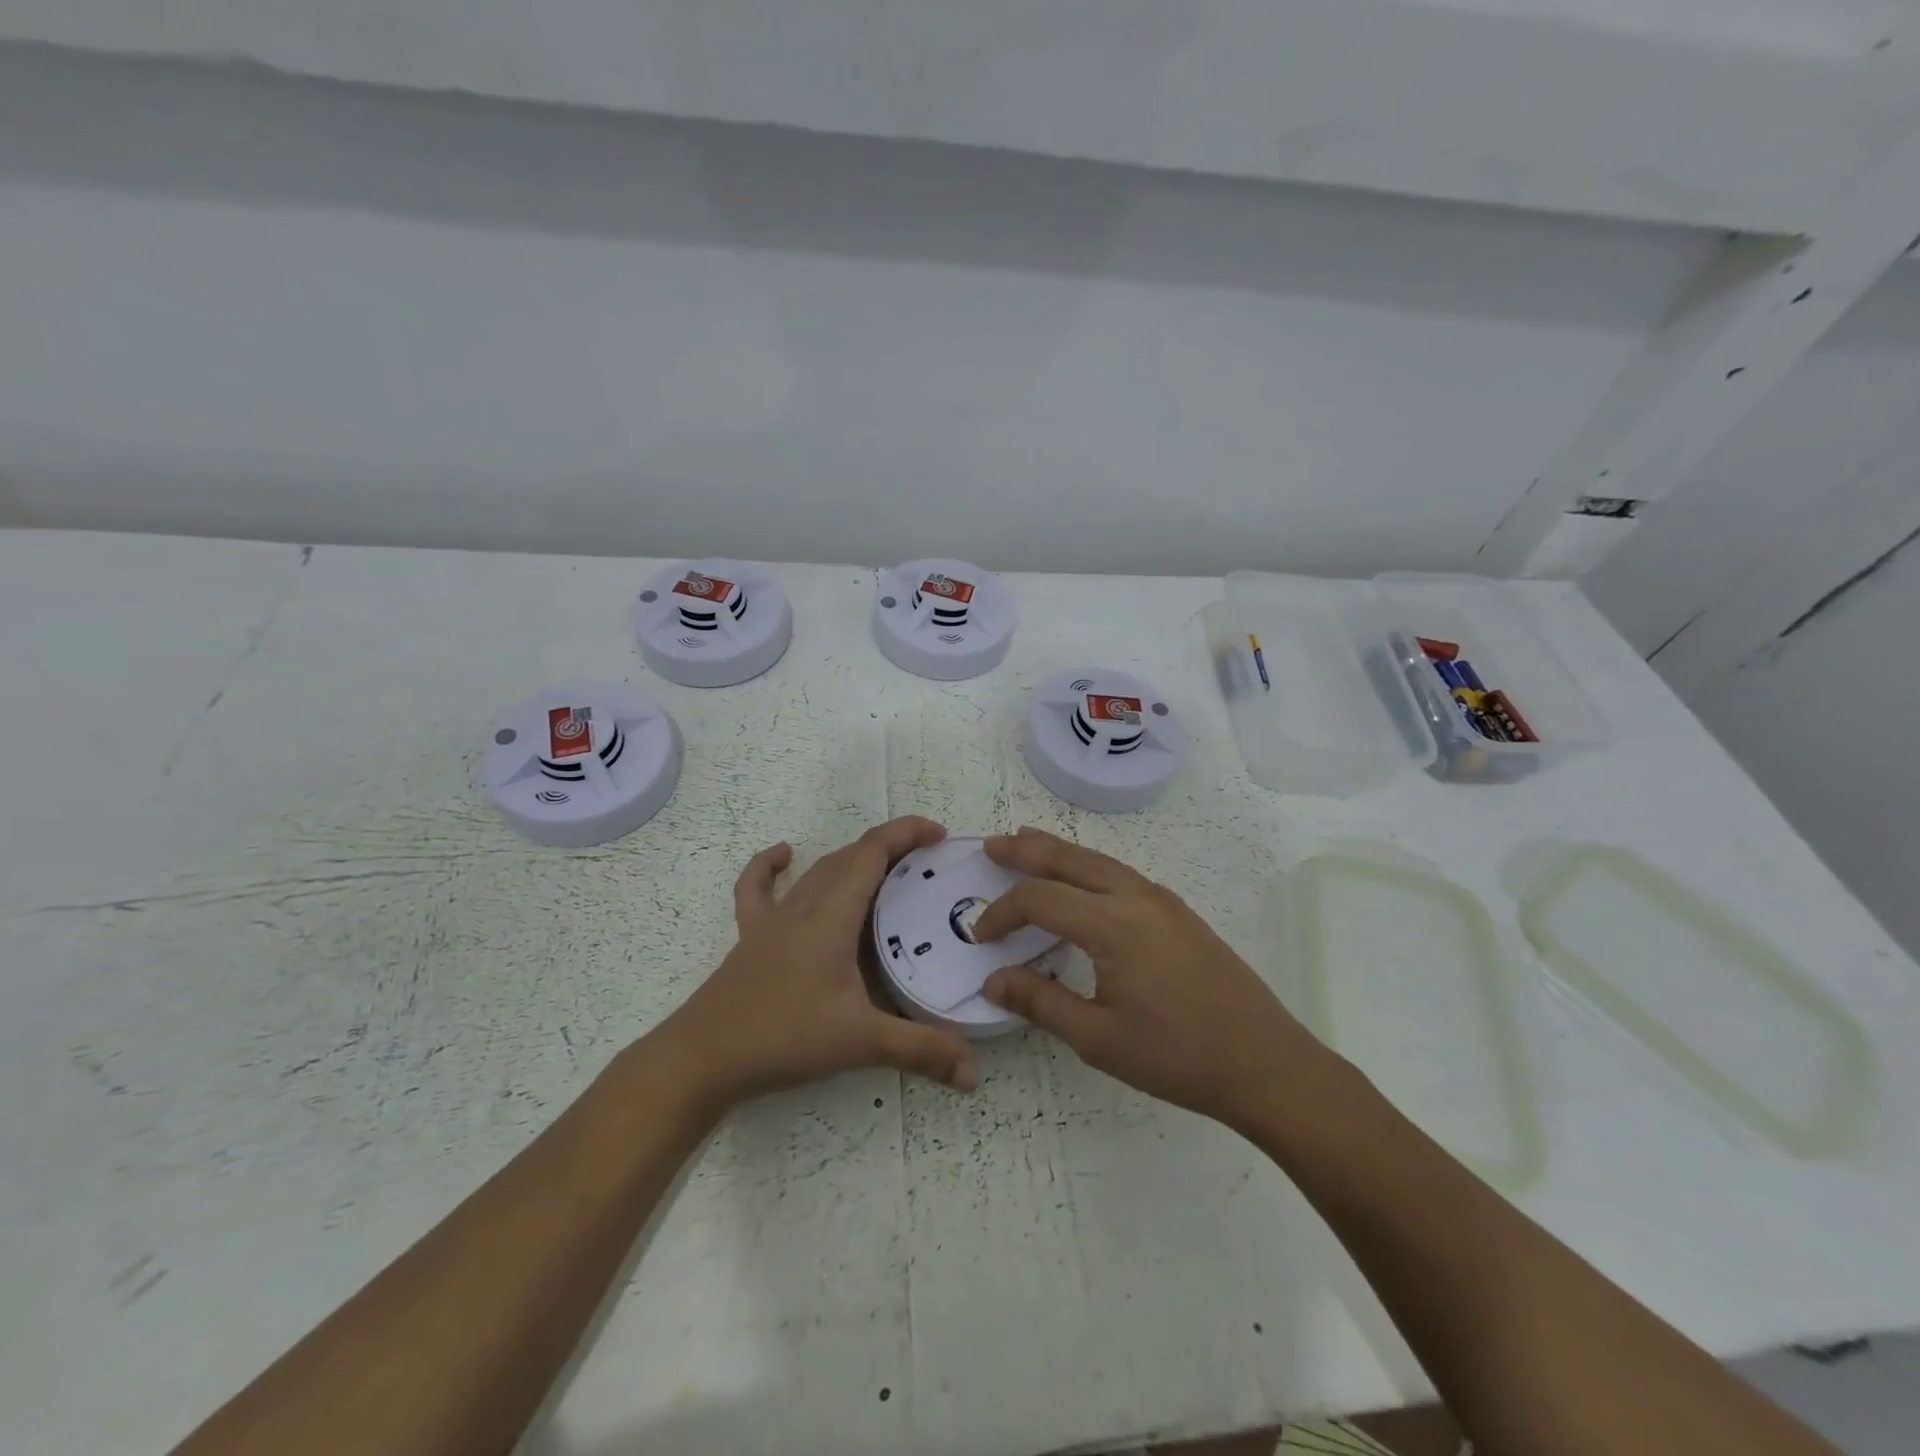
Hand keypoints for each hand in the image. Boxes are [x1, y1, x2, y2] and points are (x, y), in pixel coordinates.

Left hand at [658, 817, 979, 1110]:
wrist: (703, 1057)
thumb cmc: (783, 1036)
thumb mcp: (860, 1041)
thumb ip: (920, 1051)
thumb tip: (974, 1073)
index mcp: (832, 914)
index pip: (873, 852)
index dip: (907, 833)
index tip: (940, 835)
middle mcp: (804, 904)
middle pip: (850, 856)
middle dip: (891, 848)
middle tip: (927, 866)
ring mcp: (773, 918)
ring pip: (818, 871)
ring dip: (853, 860)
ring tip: (886, 872)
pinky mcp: (751, 936)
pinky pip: (759, 888)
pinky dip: (771, 866)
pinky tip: (783, 856)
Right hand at [974, 827, 1332, 1129]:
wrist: (1265, 1063)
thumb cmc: (1178, 1056)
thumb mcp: (1098, 1039)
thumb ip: (1041, 1002)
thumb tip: (993, 980)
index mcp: (1113, 924)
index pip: (1040, 899)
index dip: (1003, 912)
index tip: (981, 938)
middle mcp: (1136, 897)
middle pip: (1070, 859)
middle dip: (1026, 849)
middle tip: (991, 845)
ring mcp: (1162, 901)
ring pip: (1099, 860)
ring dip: (1059, 851)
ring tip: (1028, 843)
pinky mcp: (1179, 912)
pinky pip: (1121, 873)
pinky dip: (1089, 866)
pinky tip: (1082, 880)